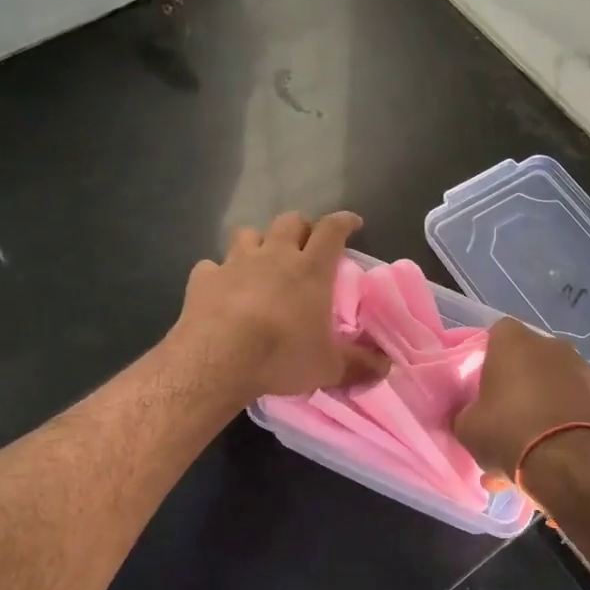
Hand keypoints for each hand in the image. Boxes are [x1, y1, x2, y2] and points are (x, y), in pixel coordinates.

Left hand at [172, 211, 389, 399]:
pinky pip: (211, 266)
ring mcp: (235, 263)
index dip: (344, 222)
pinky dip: (218, 274)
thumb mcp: (329, 367)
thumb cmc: (282, 356)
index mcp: (310, 269)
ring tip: (261, 261)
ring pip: (248, 234)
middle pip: (290, 221)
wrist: (218, 360)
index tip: (352, 223)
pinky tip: (220, 289)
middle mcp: (274, 255)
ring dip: (258, 242)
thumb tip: (386, 367)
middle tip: (305, 245)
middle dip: (300, 228)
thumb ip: (359, 365)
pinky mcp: (204, 278)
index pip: (332, 230)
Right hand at [454, 318, 589, 476]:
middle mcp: (551, 345)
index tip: (480, 385)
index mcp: (514, 341)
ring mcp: (581, 370)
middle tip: (501, 419)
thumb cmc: (508, 431)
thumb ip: (465, 412)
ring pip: (549, 387)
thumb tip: (471, 414)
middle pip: (526, 361)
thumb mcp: (466, 427)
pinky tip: (545, 458)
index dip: (487, 358)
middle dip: (514, 386)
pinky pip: (569, 407)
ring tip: (523, 449)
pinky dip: (558, 425)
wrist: (569, 463)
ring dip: (537, 409)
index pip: (496, 334)